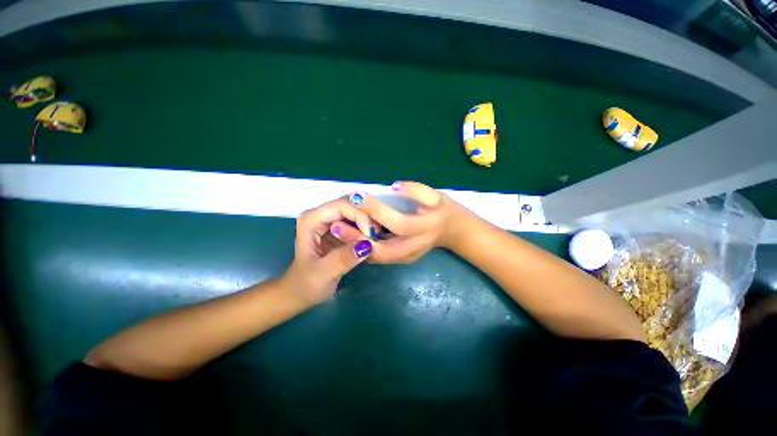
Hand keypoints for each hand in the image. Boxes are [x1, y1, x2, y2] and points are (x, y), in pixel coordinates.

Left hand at [282, 198, 378, 304]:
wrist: (301, 292)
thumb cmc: (307, 284)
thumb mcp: (323, 274)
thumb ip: (343, 258)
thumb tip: (368, 244)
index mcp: (312, 220)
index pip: (342, 205)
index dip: (360, 216)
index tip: (372, 236)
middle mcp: (321, 215)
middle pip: (351, 205)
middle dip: (367, 218)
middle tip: (377, 237)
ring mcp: (330, 221)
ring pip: (356, 211)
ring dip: (368, 223)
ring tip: (376, 240)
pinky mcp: (339, 229)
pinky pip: (357, 221)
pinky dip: (366, 228)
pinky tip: (372, 240)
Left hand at [349, 181, 470, 263]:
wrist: (453, 231)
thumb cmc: (443, 210)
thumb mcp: (435, 196)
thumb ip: (417, 190)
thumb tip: (394, 186)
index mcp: (425, 229)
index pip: (398, 223)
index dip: (377, 211)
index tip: (357, 197)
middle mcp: (415, 248)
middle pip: (383, 250)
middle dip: (358, 239)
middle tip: (336, 227)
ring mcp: (409, 257)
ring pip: (379, 257)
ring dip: (358, 247)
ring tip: (339, 233)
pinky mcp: (404, 260)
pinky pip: (381, 257)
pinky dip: (365, 249)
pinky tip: (353, 238)